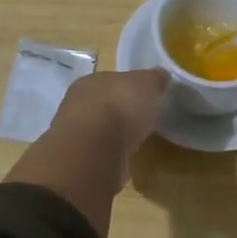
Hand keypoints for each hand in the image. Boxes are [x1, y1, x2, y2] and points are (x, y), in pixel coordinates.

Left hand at [5, 69, 168, 237]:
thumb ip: (153, 79)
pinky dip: (110, 157)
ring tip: (135, 142)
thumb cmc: (120, 108)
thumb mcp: (146, 84)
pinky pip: (99, 154)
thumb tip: (161, 75)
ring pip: (99, 131)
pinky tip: (124, 161)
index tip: (144, 97)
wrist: (94, 153)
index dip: (128, 87)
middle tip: (141, 120)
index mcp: (91, 81)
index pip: (111, 80)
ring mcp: (75, 135)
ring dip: (113, 136)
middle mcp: (77, 104)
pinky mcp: (79, 163)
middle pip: (103, 105)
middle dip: (120, 112)